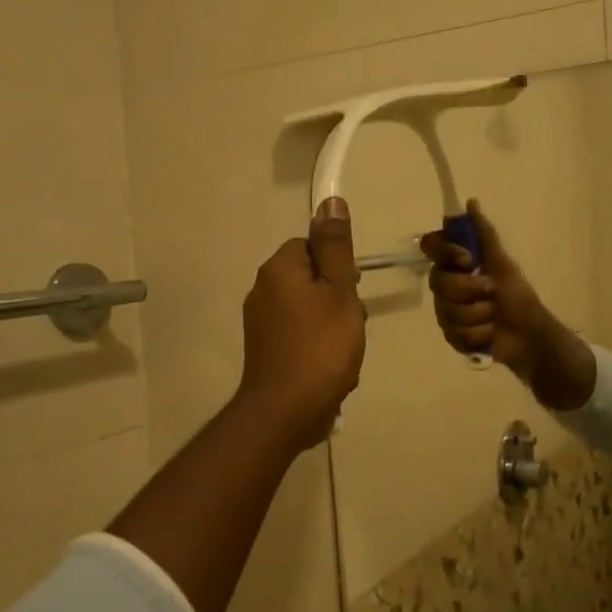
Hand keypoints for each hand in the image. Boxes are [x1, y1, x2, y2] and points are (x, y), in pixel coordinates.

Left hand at [237, 198, 367, 448]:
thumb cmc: (321, 346)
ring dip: (331, 325)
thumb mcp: (339, 291)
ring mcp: (260, 323)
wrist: (286, 410)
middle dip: (337, 299)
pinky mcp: (264, 350)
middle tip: (351, 323)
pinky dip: (317, 346)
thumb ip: (336, 247)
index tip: (352, 291)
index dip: (337, 266)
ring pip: (308, 309)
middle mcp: (262, 290)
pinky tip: (331, 367)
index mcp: (278, 269)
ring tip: (345, 350)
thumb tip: (330, 202)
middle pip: (310, 278)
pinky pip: (298, 335)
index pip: (311, 245)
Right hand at [419, 201, 596, 409]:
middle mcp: (446, 286)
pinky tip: (490, 334)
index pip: (431, 247)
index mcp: (456, 264)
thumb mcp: (502, 262)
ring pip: (447, 311)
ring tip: (494, 317)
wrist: (529, 334)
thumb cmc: (517, 296)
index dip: (446, 253)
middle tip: (492, 292)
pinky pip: (455, 333)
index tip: (468, 260)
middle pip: (438, 282)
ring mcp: (446, 312)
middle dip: (469, 289)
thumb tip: (471, 201)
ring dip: (479, 314)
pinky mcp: (452, 337)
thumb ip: (484, 234)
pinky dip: (478, 334)